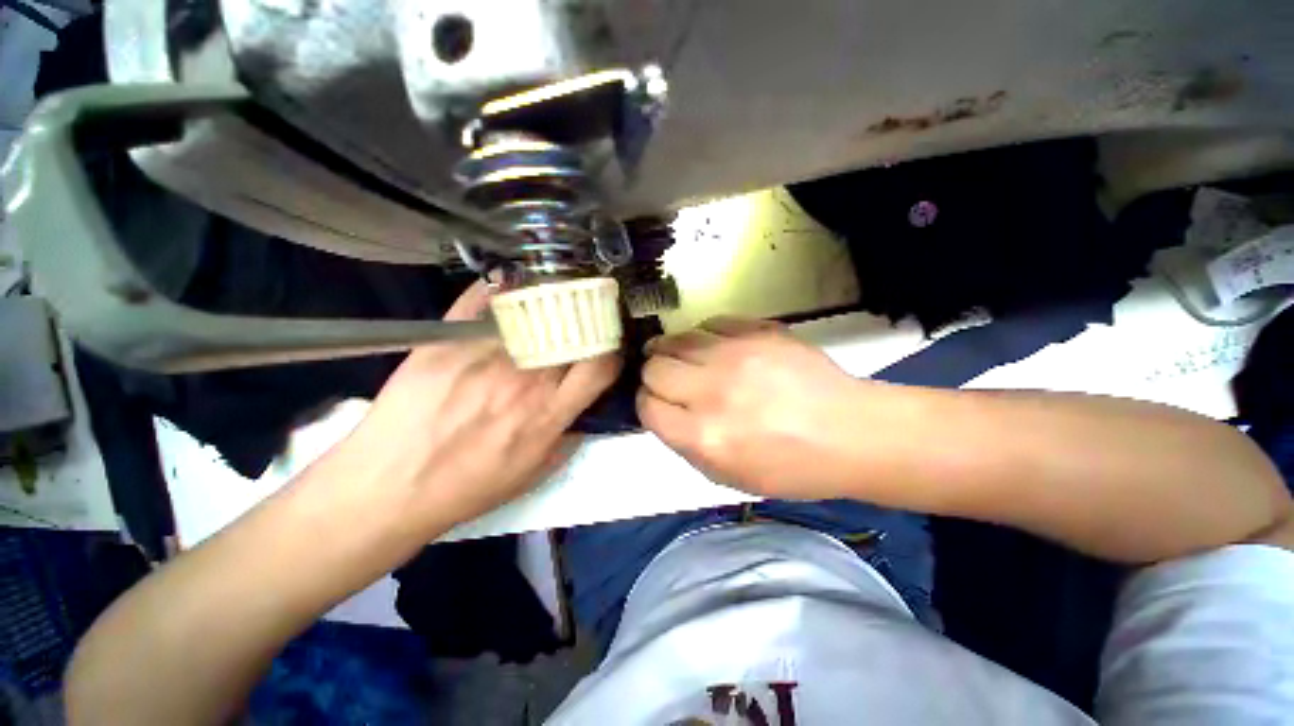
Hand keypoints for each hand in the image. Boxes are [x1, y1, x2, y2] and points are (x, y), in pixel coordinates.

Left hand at [343, 282, 620, 531]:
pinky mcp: (448, 339)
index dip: (612, 351)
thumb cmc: (465, 488)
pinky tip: (507, 286)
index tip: (606, 347)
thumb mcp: (531, 475)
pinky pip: (483, 299)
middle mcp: (526, 376)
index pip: (601, 365)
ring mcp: (486, 353)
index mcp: (548, 411)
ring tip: (550, 298)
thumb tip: (581, 413)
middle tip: (583, 317)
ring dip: (550, 301)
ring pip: (535, 309)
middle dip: (587, 321)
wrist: (389, 487)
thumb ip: (566, 440)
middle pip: (573, 330)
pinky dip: (500, 287)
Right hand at [637, 317, 863, 498]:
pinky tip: (715, 348)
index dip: (647, 404)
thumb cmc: (791, 467)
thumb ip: (685, 444)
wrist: (851, 432)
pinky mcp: (758, 331)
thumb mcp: (728, 477)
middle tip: (668, 380)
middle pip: (654, 367)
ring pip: (675, 340)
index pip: (647, 406)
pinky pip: (709, 323)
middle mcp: (711, 391)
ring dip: (672, 351)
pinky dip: (704, 336)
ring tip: (682, 358)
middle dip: (653, 375)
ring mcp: (735, 355)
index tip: (657, 404)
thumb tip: (663, 412)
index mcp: (703, 435)